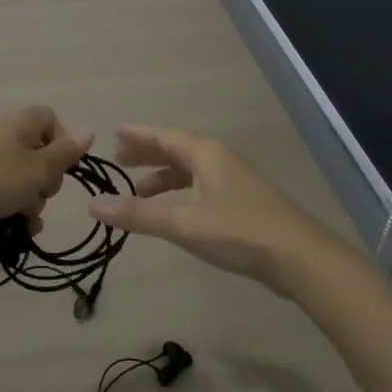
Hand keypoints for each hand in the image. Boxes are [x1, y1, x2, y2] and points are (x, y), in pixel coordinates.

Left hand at [0, 107, 92, 242]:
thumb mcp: (36, 169)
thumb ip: (64, 154)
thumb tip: (89, 131)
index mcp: (21, 125)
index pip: (51, 120)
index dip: (62, 143)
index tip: (61, 167)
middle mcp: (5, 139)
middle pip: (40, 156)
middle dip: (46, 182)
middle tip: (39, 194)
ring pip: (23, 182)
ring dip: (31, 203)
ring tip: (23, 220)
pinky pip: (3, 196)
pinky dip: (11, 212)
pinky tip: (14, 232)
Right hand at [88, 126, 342, 293]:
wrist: (298, 257)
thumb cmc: (238, 230)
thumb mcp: (182, 222)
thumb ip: (138, 214)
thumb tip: (93, 204)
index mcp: (206, 154)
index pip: (165, 136)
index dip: (139, 136)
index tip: (114, 134)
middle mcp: (220, 159)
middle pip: (178, 150)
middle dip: (149, 155)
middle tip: (120, 160)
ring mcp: (234, 181)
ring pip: (191, 171)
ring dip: (165, 178)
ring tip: (140, 191)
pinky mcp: (243, 203)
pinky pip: (202, 188)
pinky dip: (181, 194)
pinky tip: (174, 213)